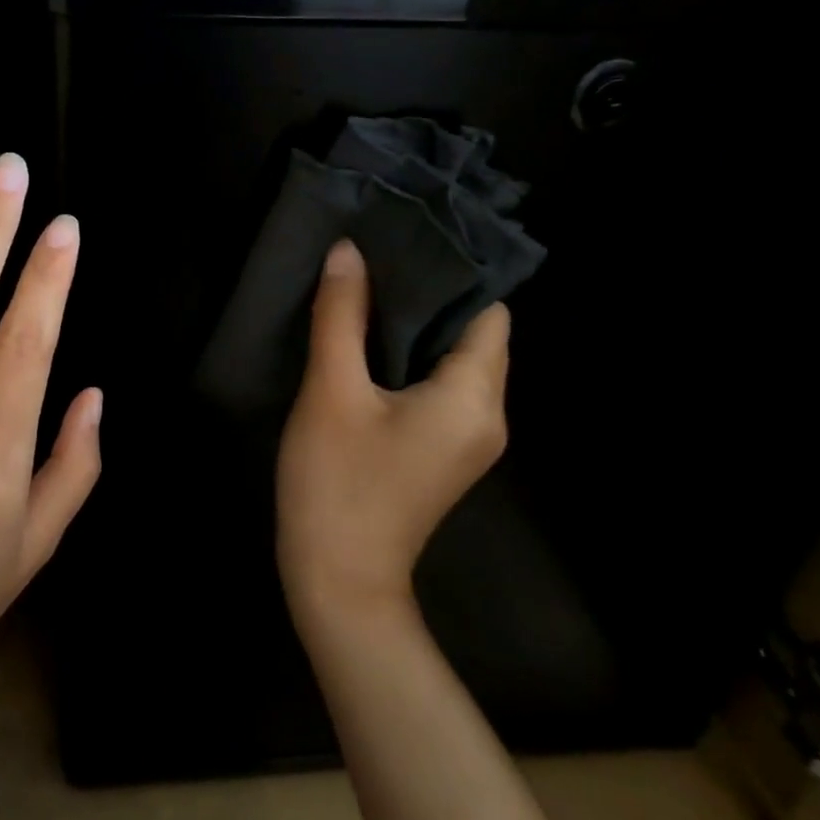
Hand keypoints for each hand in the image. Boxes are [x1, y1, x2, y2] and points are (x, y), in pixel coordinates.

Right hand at [277, 239, 510, 617]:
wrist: (337, 581)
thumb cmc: (336, 483)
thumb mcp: (332, 392)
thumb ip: (341, 316)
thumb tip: (348, 252)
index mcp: (474, 397)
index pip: (487, 312)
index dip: (452, 272)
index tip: (407, 237)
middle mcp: (487, 415)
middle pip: (474, 334)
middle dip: (431, 293)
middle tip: (379, 253)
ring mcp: (468, 438)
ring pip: (454, 359)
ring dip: (417, 325)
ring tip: (370, 285)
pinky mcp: (442, 451)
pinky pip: (439, 386)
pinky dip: (411, 357)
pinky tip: (368, 338)